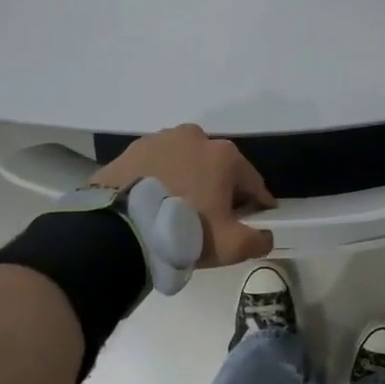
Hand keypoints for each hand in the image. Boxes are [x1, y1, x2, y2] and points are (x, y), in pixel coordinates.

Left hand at [92, 125, 276, 266]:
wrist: (118, 229)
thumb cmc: (184, 231)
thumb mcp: (230, 245)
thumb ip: (257, 240)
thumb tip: (266, 236)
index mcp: (224, 155)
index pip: (251, 182)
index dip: (257, 203)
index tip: (256, 219)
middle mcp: (195, 137)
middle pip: (217, 168)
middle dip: (220, 188)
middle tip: (212, 218)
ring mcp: (160, 140)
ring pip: (186, 163)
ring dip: (188, 180)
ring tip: (178, 210)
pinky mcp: (132, 150)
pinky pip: (156, 166)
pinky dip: (161, 179)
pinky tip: (154, 202)